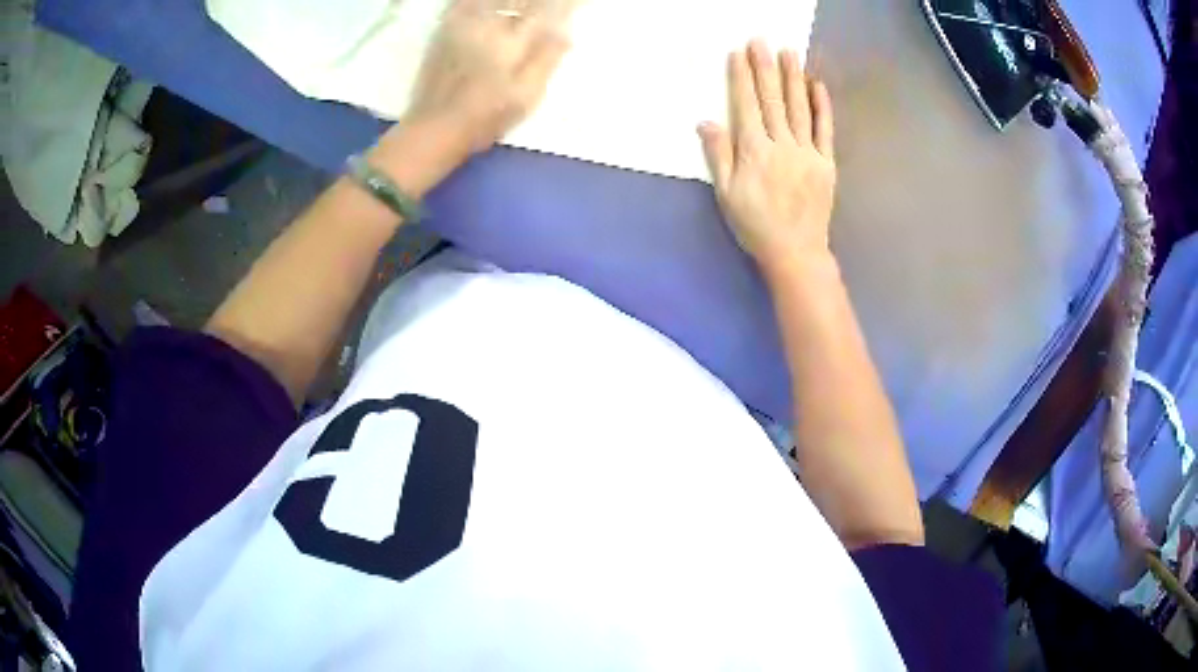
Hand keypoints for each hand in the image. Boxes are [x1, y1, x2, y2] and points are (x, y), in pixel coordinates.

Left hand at [371, 0, 574, 196]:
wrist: (434, 127)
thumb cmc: (486, 116)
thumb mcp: (526, 95)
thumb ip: (547, 59)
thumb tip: (566, 33)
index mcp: (511, 40)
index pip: (544, 10)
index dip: (562, 5)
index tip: (574, 3)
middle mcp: (487, 24)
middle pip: (517, 0)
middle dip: (536, 2)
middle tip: (550, 6)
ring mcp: (462, 25)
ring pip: (492, 1)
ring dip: (511, 1)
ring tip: (524, 6)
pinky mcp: (444, 31)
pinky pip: (463, 4)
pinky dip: (477, 2)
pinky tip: (487, 6)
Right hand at [699, 40, 836, 275]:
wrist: (796, 252)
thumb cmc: (755, 224)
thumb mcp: (726, 194)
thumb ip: (718, 155)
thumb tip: (706, 121)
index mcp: (754, 151)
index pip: (746, 106)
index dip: (741, 78)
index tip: (738, 54)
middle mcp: (781, 145)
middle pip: (772, 100)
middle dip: (765, 68)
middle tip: (761, 41)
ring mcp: (807, 152)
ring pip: (798, 108)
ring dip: (793, 78)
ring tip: (789, 52)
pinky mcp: (826, 163)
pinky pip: (825, 129)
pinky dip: (822, 106)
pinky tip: (817, 85)